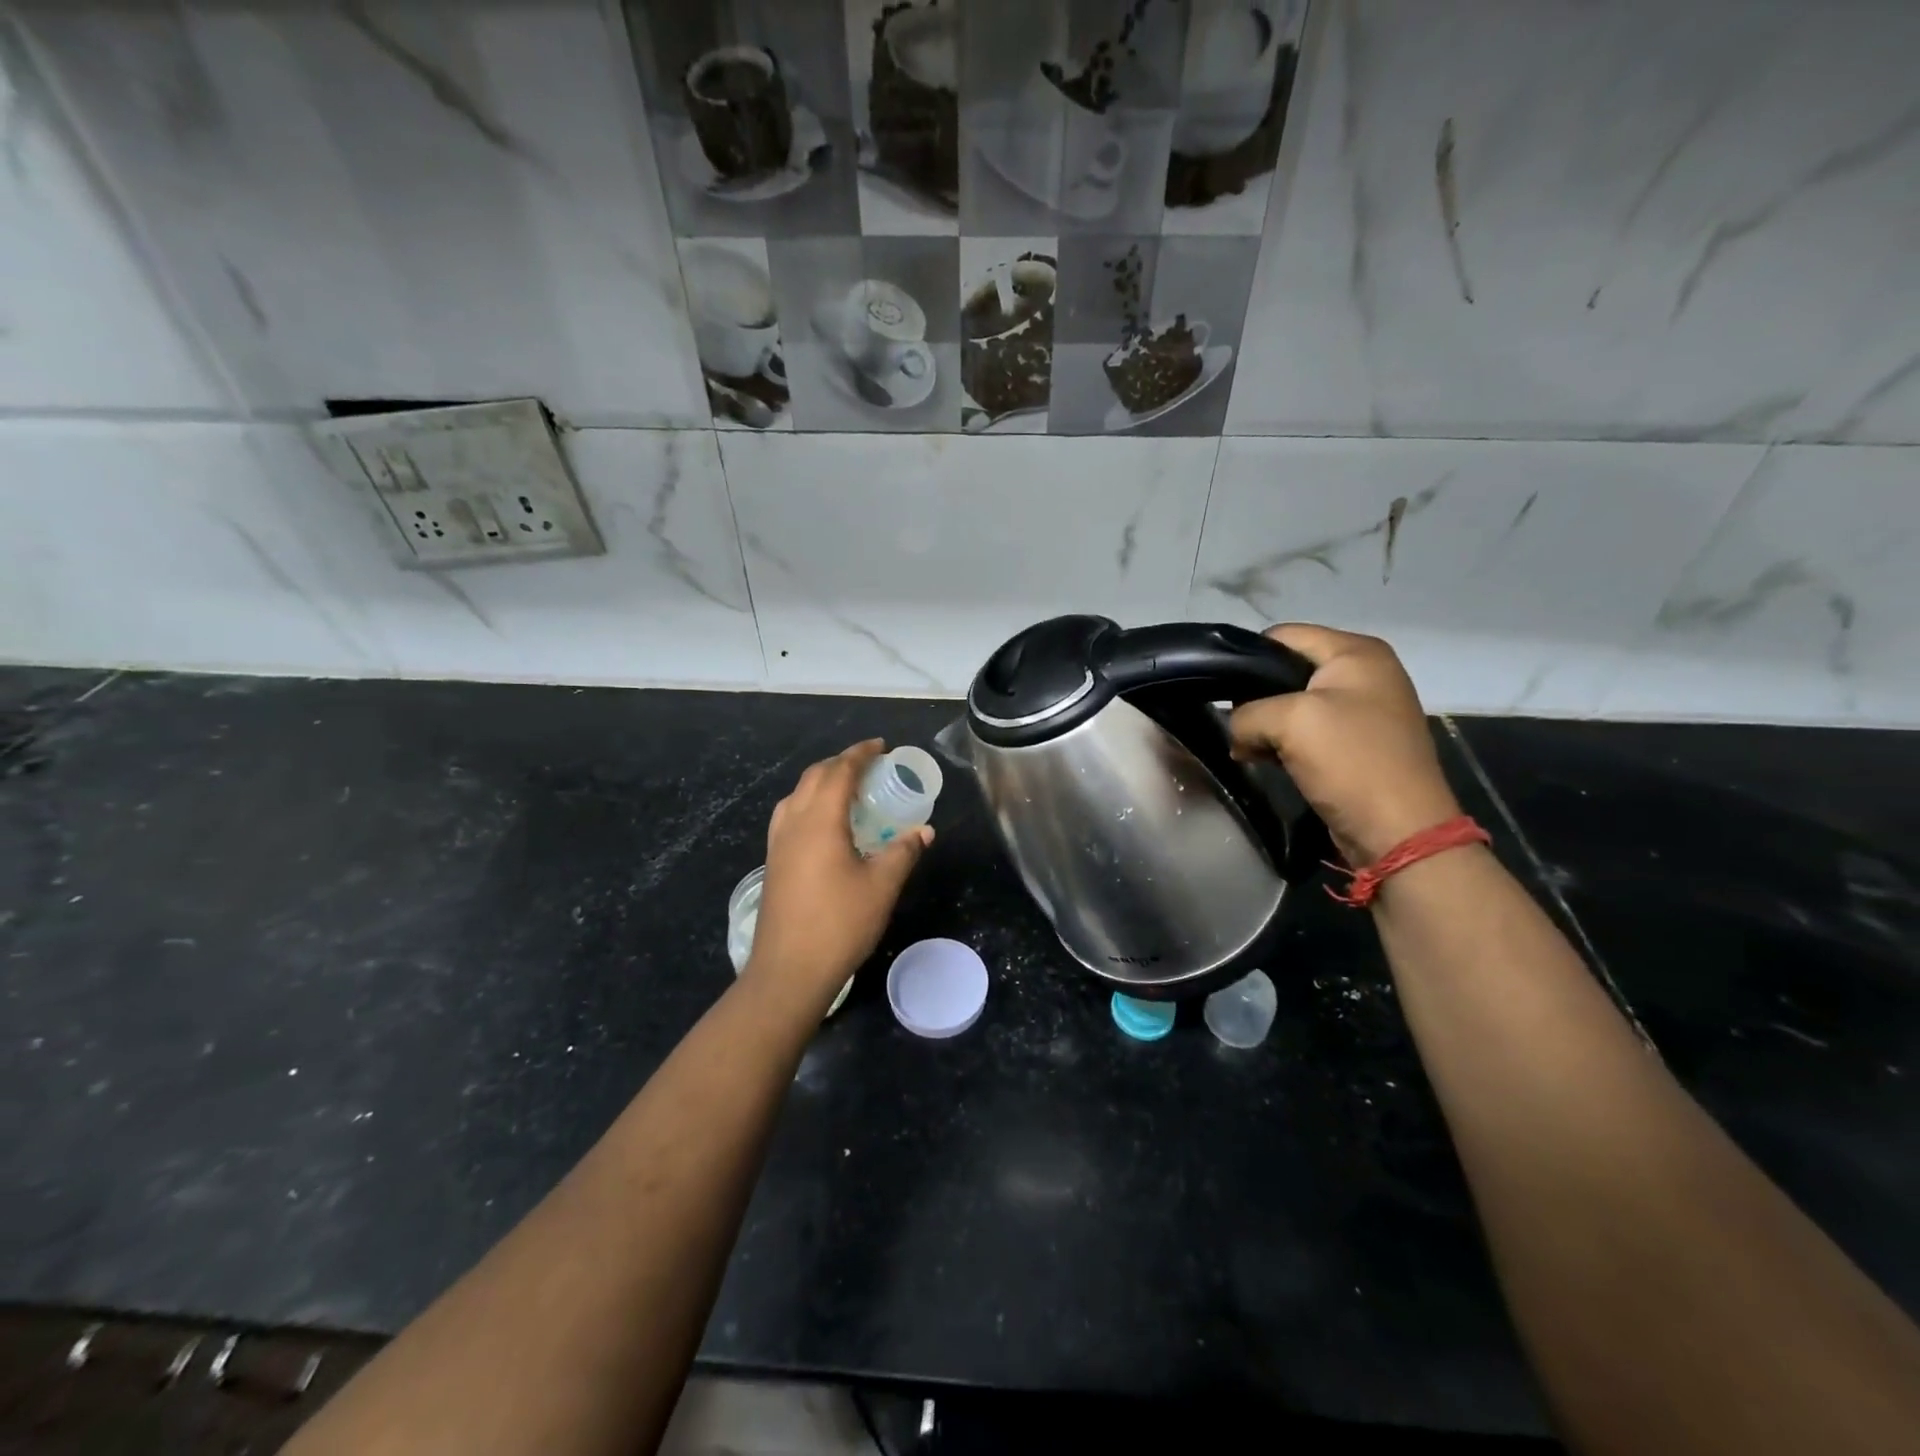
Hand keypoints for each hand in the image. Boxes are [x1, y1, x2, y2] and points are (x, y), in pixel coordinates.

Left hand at [745, 740, 932, 1011]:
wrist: (788, 970)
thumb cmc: (839, 924)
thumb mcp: (882, 886)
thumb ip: (903, 851)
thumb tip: (924, 831)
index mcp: (820, 820)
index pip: (840, 771)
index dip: (861, 753)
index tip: (881, 745)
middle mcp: (794, 822)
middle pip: (815, 776)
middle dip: (842, 763)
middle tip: (870, 765)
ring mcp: (778, 842)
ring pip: (798, 794)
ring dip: (822, 781)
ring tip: (849, 790)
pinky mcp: (773, 861)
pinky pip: (790, 815)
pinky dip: (810, 803)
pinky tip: (825, 824)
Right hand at [1229, 625, 1461, 864]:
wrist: (1399, 831)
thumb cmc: (1350, 761)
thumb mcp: (1288, 722)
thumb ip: (1246, 714)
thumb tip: (1237, 733)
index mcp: (1357, 652)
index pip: (1284, 635)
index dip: (1247, 657)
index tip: (1220, 689)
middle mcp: (1364, 673)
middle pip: (1287, 669)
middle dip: (1256, 697)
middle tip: (1236, 725)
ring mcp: (1363, 710)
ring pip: (1293, 704)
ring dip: (1267, 726)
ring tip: (1248, 748)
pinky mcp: (1357, 744)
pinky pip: (1308, 732)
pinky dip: (1283, 744)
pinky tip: (1268, 761)